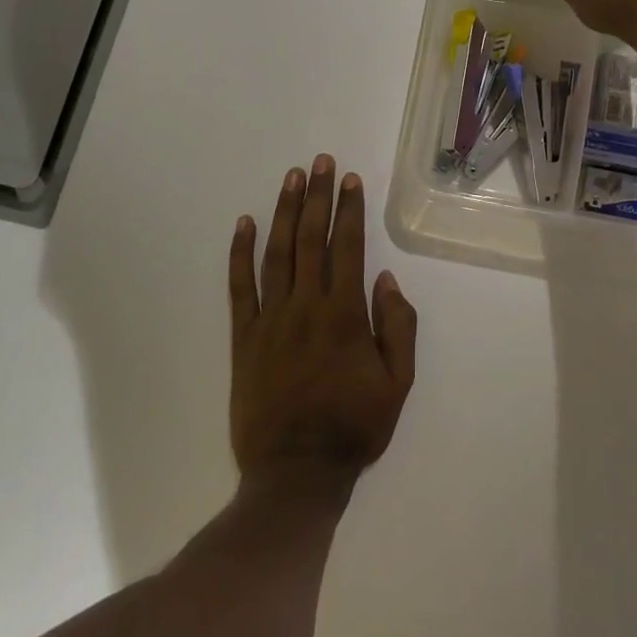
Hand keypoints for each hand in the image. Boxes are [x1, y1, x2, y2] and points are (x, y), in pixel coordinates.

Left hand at [228, 155, 416, 487]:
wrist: (296, 474)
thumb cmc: (354, 428)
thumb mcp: (397, 384)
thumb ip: (397, 328)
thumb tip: (387, 279)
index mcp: (345, 314)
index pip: (348, 247)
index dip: (349, 210)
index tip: (349, 180)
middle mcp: (306, 306)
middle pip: (311, 239)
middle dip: (317, 197)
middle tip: (320, 162)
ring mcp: (270, 319)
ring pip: (277, 254)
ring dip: (284, 212)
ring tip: (291, 178)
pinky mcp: (244, 338)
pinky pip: (239, 288)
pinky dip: (239, 254)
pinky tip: (243, 224)